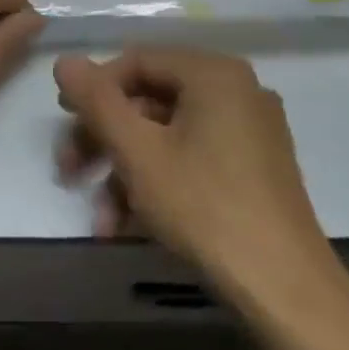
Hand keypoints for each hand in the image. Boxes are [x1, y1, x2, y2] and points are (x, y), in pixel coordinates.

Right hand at [53, 48, 329, 290]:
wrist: (285, 289)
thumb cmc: (205, 207)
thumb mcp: (138, 152)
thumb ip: (97, 101)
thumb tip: (65, 60)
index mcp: (214, 74)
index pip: (137, 62)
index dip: (94, 90)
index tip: (64, 123)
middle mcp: (237, 91)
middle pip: (151, 101)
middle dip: (105, 139)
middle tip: (69, 171)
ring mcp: (250, 132)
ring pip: (168, 136)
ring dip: (125, 173)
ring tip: (101, 221)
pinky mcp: (254, 169)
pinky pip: (193, 159)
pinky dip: (158, 184)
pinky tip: (129, 227)